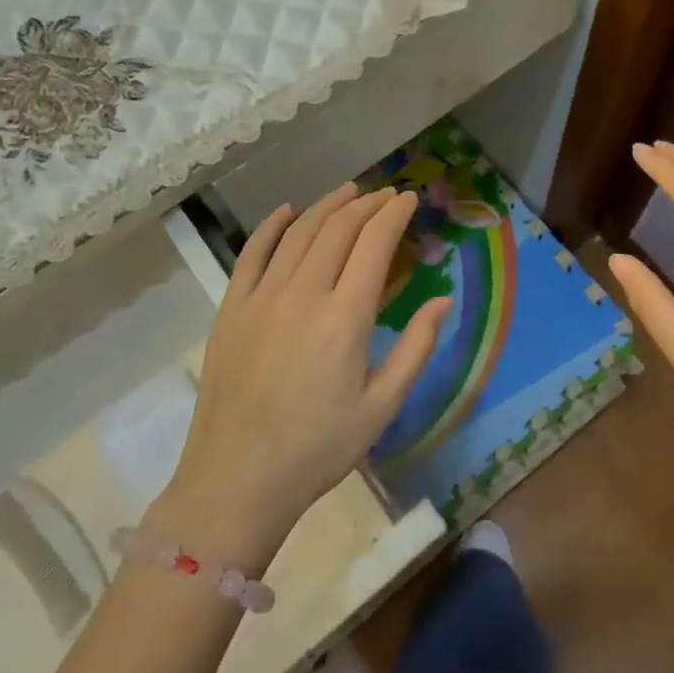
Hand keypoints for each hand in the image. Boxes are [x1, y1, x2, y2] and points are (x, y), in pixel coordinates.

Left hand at [160, 184, 451, 554]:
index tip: (408, 199)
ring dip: (326, 206)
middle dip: (366, 205)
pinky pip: (252, 253)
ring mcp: (260, 298)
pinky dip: (271, 226)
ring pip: (298, 233)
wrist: (237, 480)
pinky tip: (287, 211)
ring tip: (349, 192)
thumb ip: (416, 348)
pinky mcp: (231, 309)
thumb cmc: (318, 449)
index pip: (374, 245)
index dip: (393, 215)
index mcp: (344, 318)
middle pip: (337, 229)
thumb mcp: (382, 406)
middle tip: (385, 195)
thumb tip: (442, 301)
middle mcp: (302, 294)